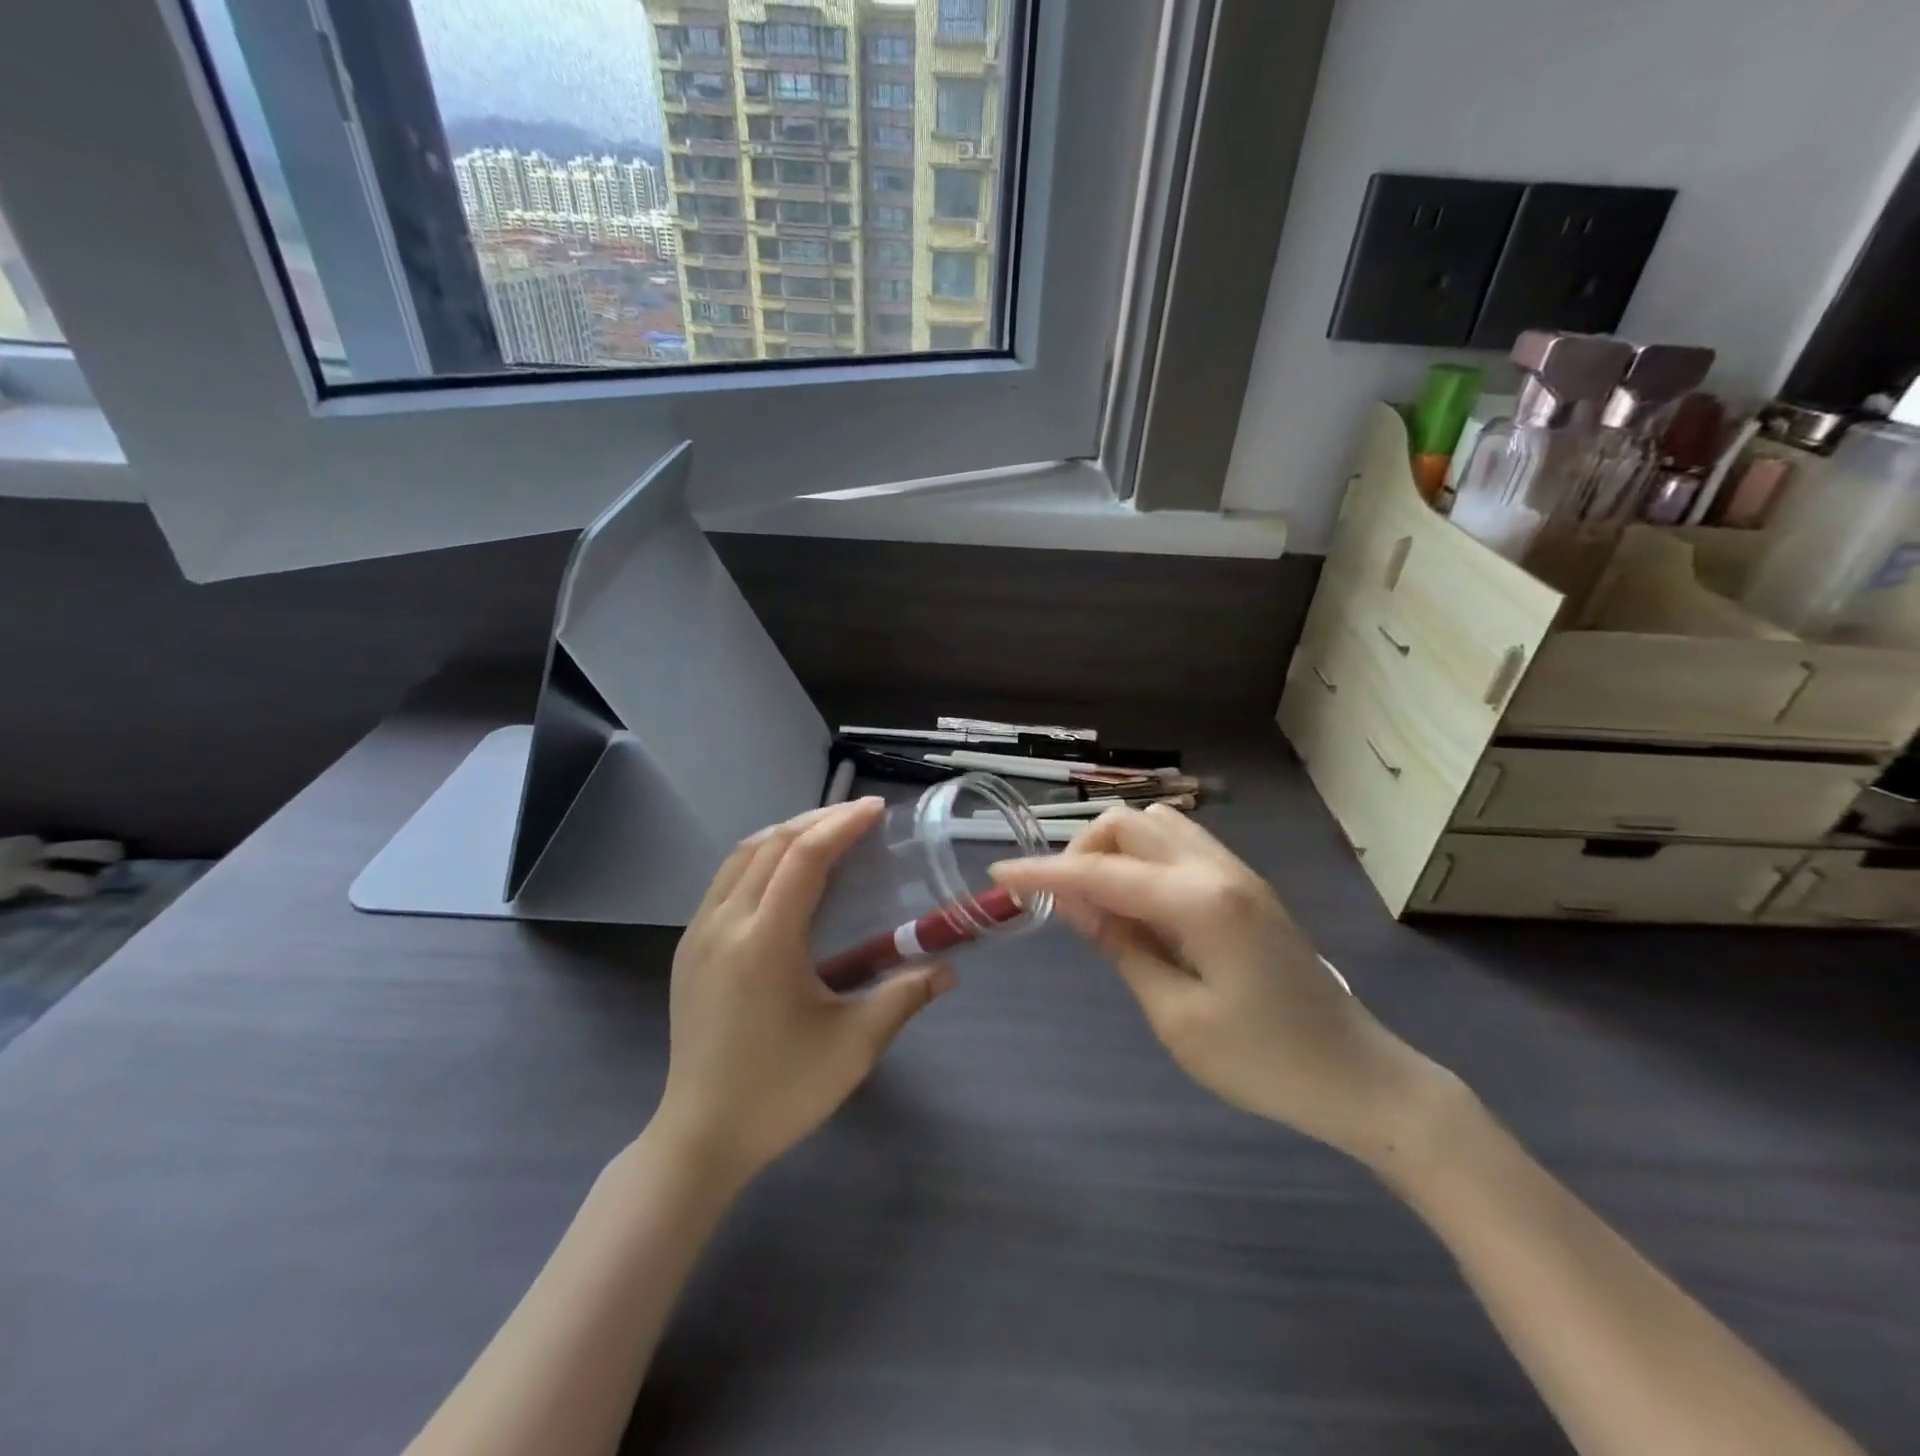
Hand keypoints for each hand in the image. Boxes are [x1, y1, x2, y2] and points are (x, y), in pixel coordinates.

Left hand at [654, 799, 954, 1185]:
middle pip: (771, 844)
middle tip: (858, 817)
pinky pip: (725, 880)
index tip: (876, 809)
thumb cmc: (781, 1091)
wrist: (700, 1137)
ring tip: (826, 834)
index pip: (804, 857)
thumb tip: (948, 969)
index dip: (842, 825)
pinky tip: (784, 875)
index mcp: (765, 940)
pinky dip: (760, 858)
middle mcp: (725, 923)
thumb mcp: (854, 1046)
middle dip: (817, 820)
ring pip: (742, 856)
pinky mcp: (688, 948)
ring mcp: (698, 933)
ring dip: (786, 834)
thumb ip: (904, 997)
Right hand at [991, 806, 1453, 1166]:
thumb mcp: (1176, 1017)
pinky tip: (1140, 905)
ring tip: (1101, 904)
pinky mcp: (1245, 885)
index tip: (1000, 876)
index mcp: (1199, 902)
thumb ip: (1121, 946)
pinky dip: (1143, 859)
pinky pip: (1180, 846)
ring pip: (1155, 825)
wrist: (1358, 1076)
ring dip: (1115, 850)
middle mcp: (1217, 868)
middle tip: (1066, 904)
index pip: (1101, 873)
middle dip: (1082, 851)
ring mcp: (1236, 871)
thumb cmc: (1264, 1062)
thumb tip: (1072, 900)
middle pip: (1129, 823)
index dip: (1044, 873)